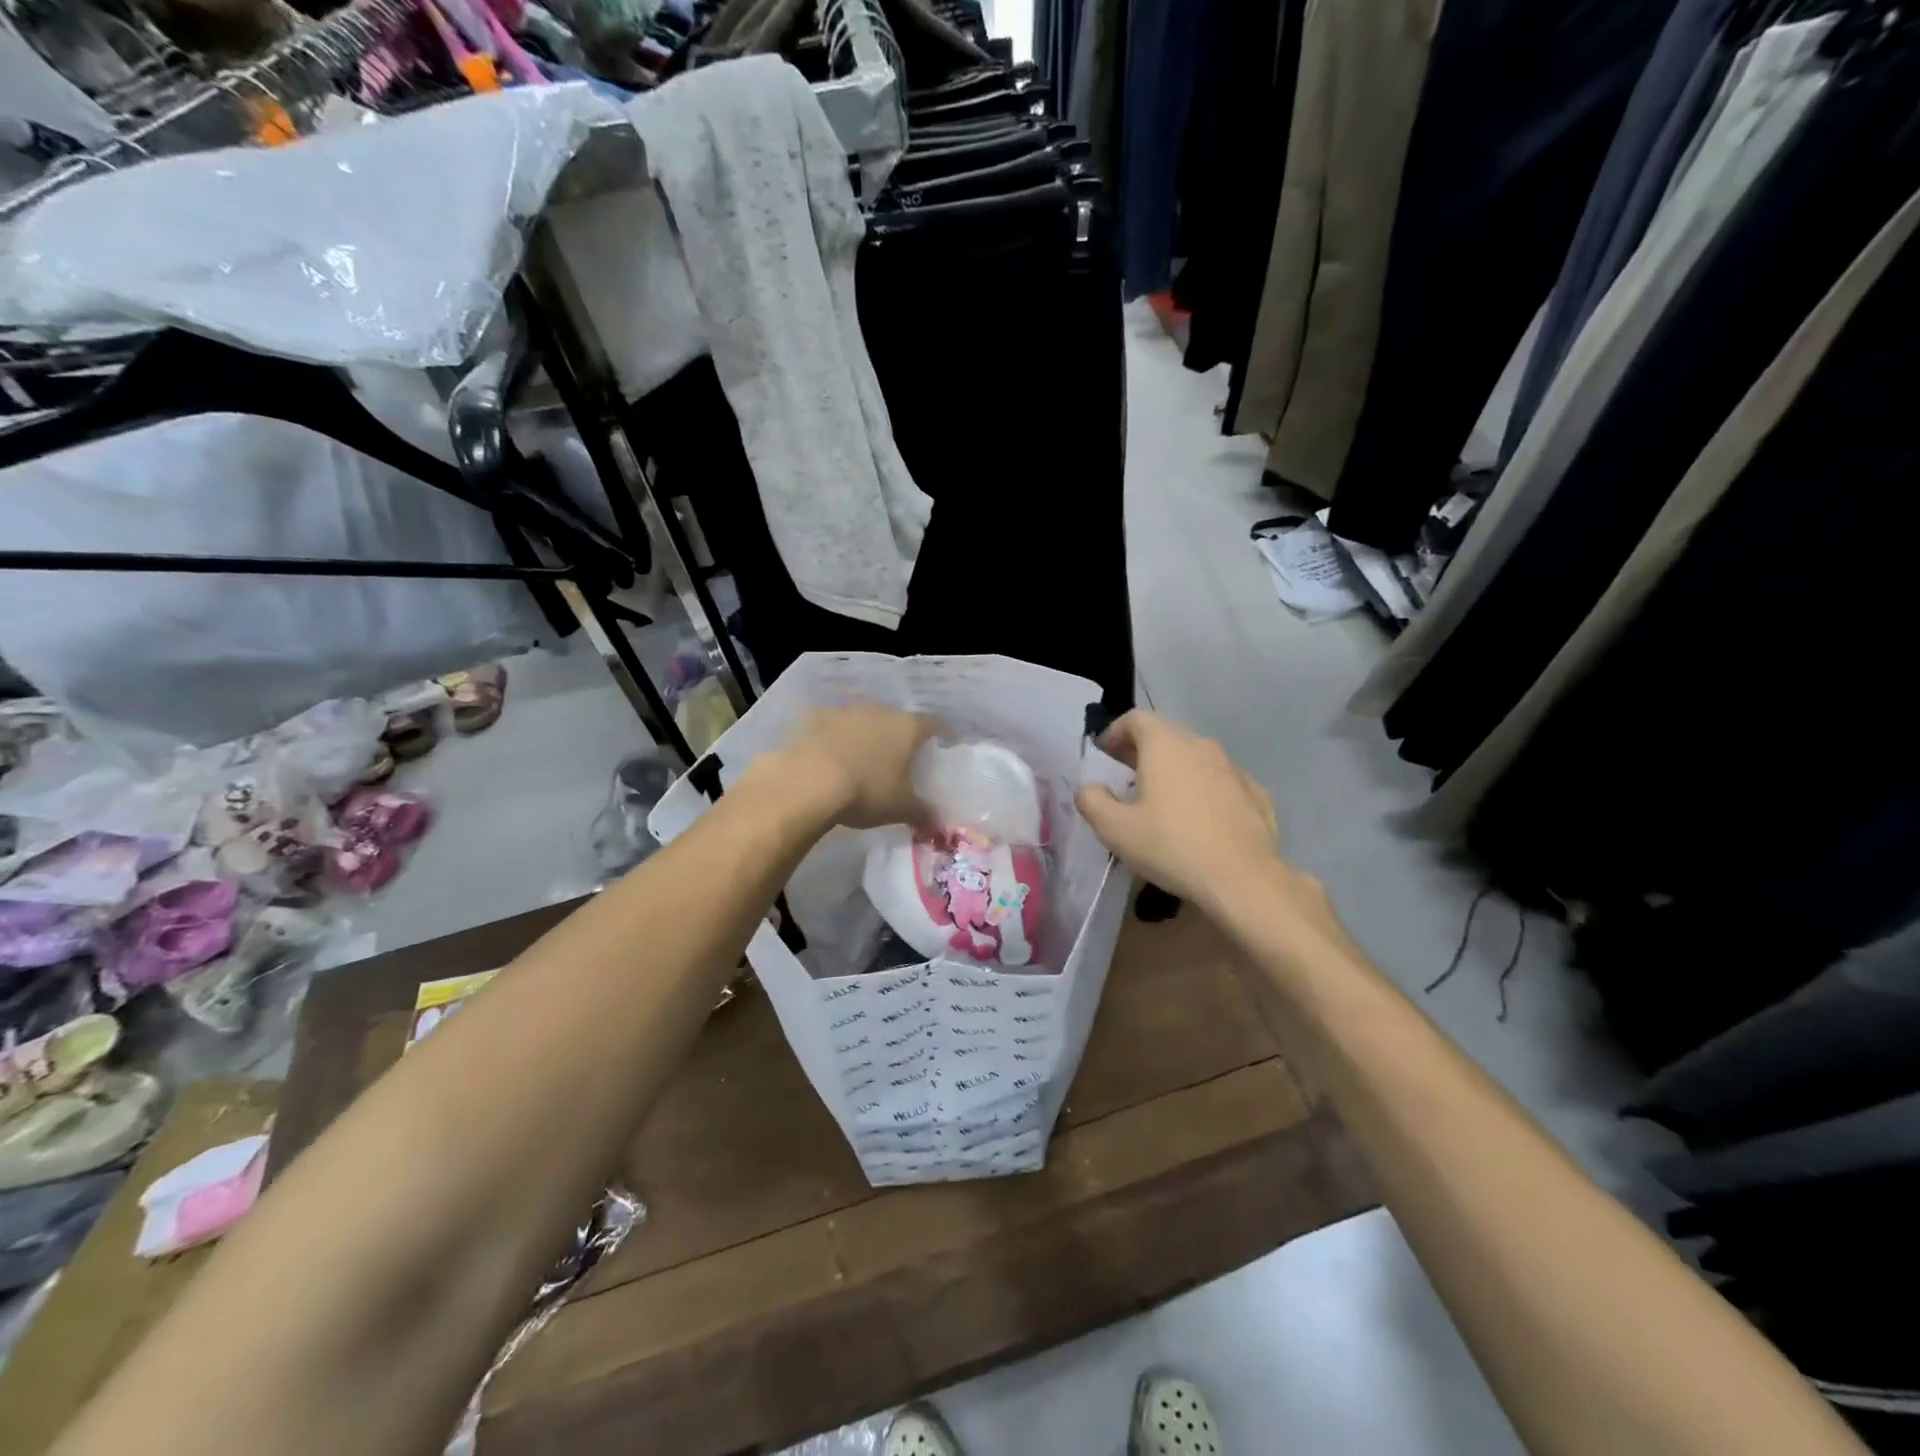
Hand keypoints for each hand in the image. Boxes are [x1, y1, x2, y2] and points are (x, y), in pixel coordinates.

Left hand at [766, 704, 936, 829]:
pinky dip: (837, 739)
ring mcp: (846, 711)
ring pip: (865, 721)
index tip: (947, 742)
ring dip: (868, 736)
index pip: (935, 724)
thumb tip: (939, 825)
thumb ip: (923, 813)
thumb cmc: (866, 791)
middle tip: (903, 758)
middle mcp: (880, 711)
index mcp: (907, 728)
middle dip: (901, 737)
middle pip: (898, 720)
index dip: (943, 733)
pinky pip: (834, 727)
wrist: (807, 782)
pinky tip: (832, 758)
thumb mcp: (900, 808)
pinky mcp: (815, 718)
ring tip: (866, 758)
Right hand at [1076, 711, 1310, 917]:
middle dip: (1143, 752)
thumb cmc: (1171, 847)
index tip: (1104, 755)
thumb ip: (1092, 800)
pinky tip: (1200, 821)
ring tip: (1163, 803)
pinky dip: (1204, 791)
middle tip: (1127, 780)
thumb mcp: (1114, 829)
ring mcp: (1233, 769)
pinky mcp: (1256, 794)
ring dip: (1176, 772)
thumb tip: (1091, 788)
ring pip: (1196, 759)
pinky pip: (1221, 783)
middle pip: (1167, 736)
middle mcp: (1201, 746)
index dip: (1114, 732)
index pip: (1135, 719)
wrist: (1243, 880)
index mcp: (1166, 745)